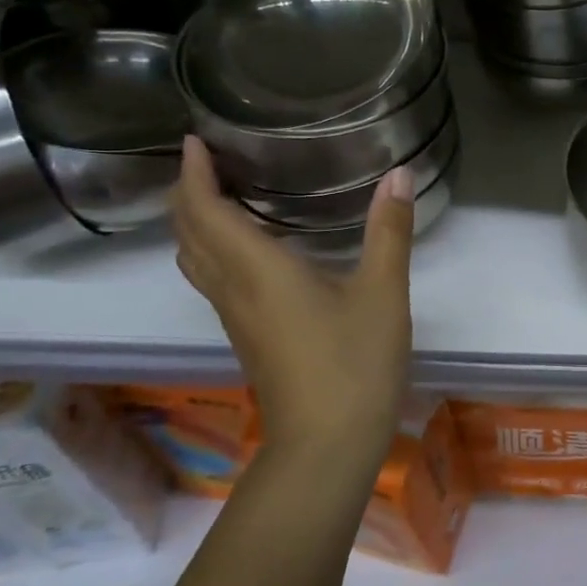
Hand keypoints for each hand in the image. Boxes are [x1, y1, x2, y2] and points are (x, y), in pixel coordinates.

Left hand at [170, 138, 414, 473]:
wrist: (326, 446)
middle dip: (188, 192)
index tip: (194, 139)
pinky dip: (215, 249)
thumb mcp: (382, 293)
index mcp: (257, 270)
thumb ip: (389, 231)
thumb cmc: (354, 364)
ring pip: (195, 260)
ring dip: (197, 222)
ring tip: (223, 195)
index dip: (193, 173)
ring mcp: (235, 318)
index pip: (204, 210)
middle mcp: (233, 289)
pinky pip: (213, 280)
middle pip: (188, 234)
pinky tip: (252, 249)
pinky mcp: (248, 337)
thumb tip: (398, 175)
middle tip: (209, 160)